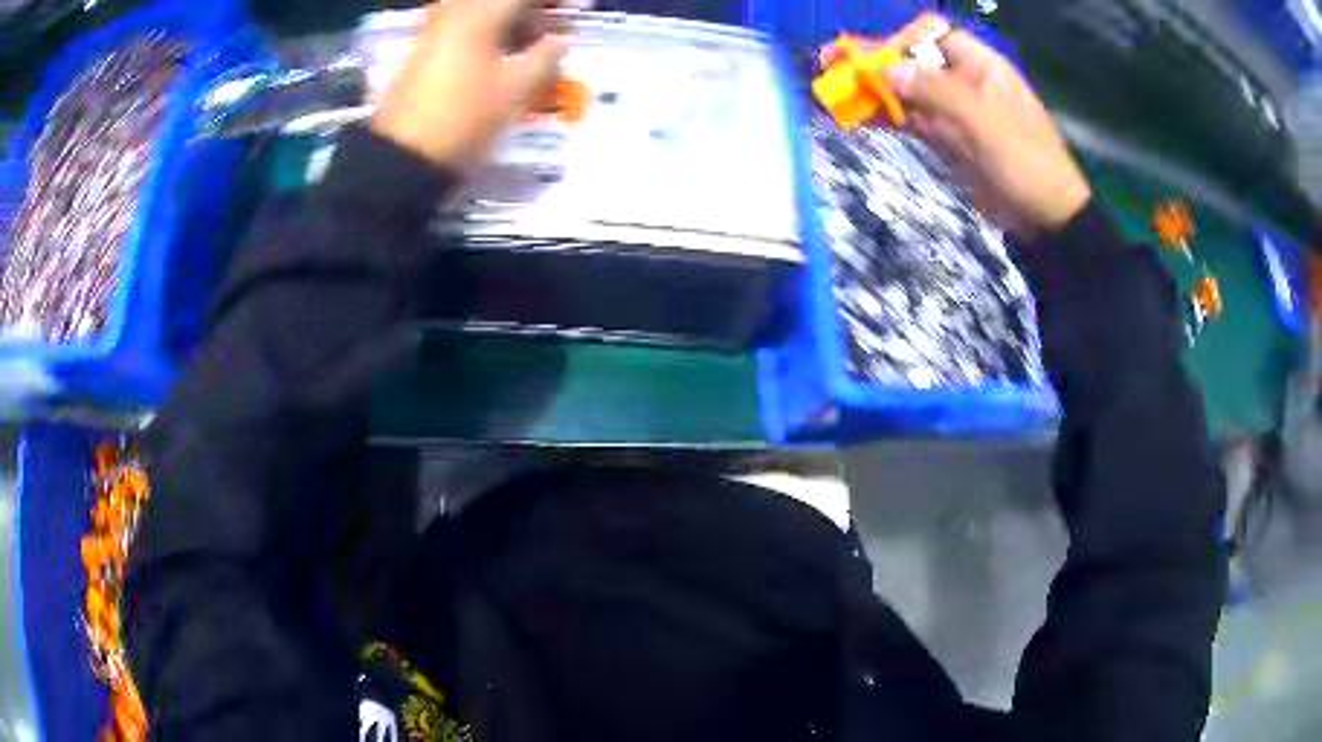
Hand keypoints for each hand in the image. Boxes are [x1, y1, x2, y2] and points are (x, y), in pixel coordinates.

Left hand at [371, 0, 568, 172]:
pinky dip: (484, 31)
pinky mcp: (421, 50)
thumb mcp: (513, 91)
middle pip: (498, 1)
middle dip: (527, 10)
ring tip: (527, 46)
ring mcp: (432, 31)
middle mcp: (453, 13)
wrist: (403, 157)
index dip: (550, 2)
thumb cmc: (464, 120)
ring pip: (477, 10)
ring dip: (506, 21)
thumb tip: (565, 39)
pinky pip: (460, 25)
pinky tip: (497, 56)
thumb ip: (545, 58)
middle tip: (549, 31)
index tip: (573, 8)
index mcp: (479, 16)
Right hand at [838, 15, 1092, 238]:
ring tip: (835, 94)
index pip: (931, 35)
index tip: (873, 59)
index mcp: (980, 66)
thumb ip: (936, 91)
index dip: (899, 41)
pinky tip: (858, 117)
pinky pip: (912, 120)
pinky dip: (886, 117)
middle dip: (874, 63)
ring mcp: (955, 112)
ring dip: (873, 91)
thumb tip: (888, 69)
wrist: (1047, 218)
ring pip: (907, 92)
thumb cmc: (1025, 161)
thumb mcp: (983, 120)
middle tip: (830, 65)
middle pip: (912, 62)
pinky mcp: (948, 141)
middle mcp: (964, 82)